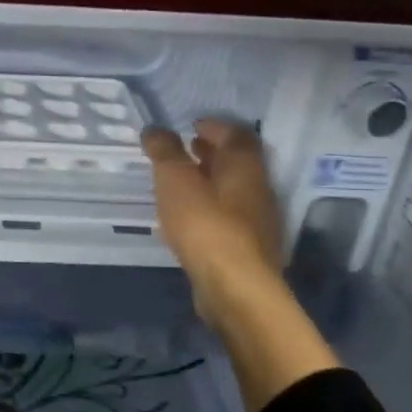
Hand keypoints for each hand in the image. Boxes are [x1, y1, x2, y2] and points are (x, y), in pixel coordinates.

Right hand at [141, 118, 281, 296]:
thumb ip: (165, 152)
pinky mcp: (246, 249)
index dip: (215, 126)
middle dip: (211, 153)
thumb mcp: (175, 180)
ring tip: (179, 182)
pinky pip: (225, 218)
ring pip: (231, 191)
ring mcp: (255, 222)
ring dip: (208, 182)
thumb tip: (155, 130)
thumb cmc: (205, 224)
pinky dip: (206, 209)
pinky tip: (185, 219)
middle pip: (236, 163)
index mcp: (244, 166)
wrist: (234, 287)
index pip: (237, 134)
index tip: (192, 125)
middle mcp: (256, 189)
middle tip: (185, 148)